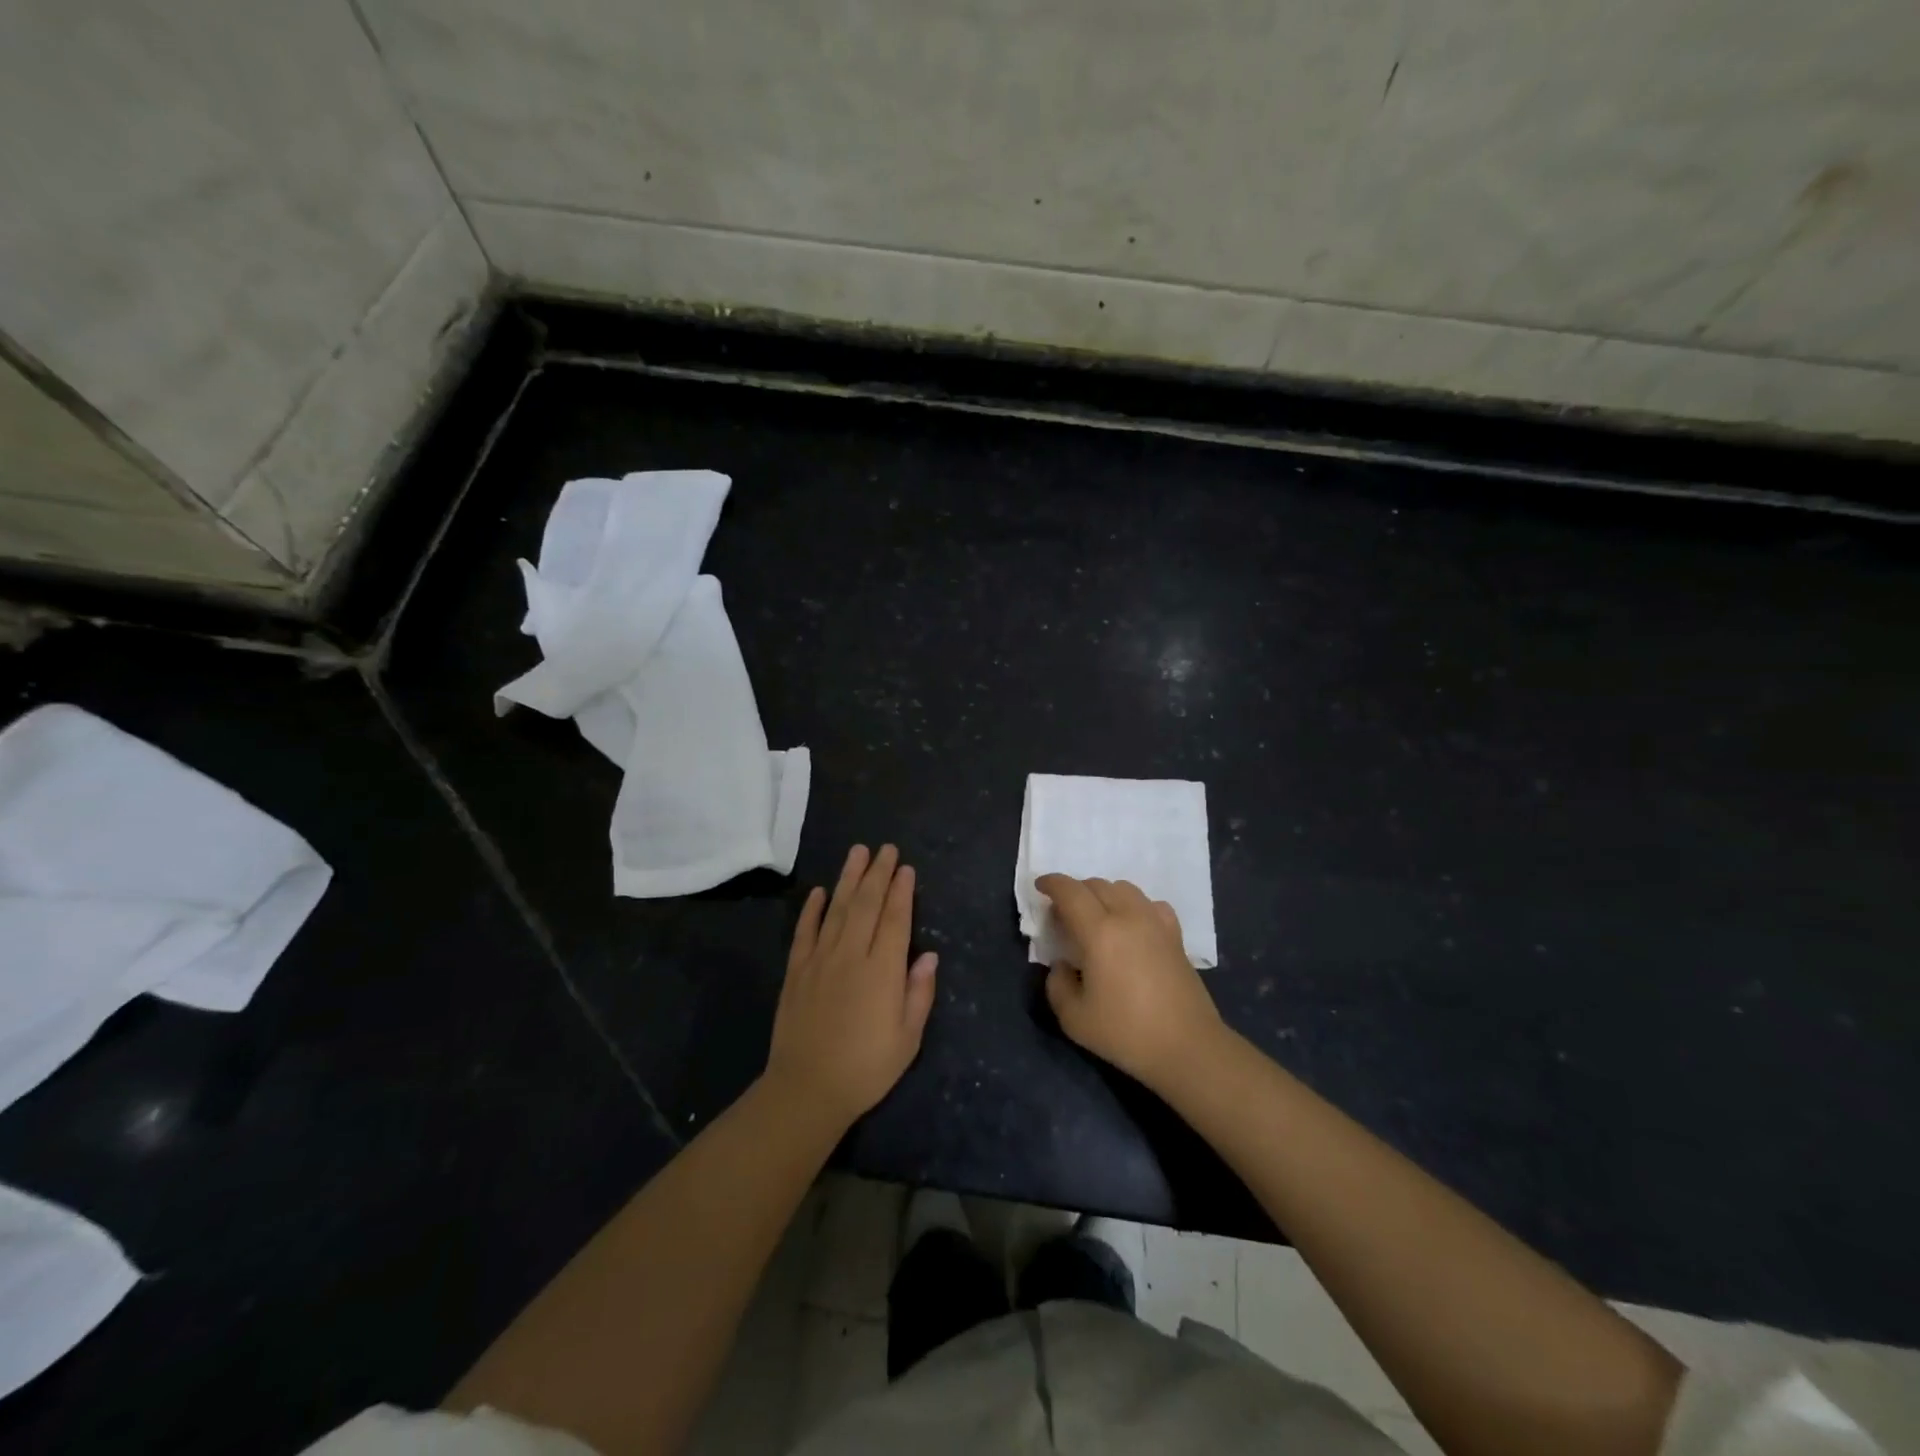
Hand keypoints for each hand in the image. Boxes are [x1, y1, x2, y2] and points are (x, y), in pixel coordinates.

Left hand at [765, 844, 938, 1126]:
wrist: (807, 1088)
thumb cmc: (867, 1067)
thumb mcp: (908, 1037)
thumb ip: (919, 993)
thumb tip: (929, 955)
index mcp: (883, 970)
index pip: (895, 919)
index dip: (902, 891)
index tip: (906, 868)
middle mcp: (852, 955)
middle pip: (866, 904)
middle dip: (878, 873)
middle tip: (886, 848)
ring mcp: (820, 960)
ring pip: (836, 909)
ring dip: (848, 878)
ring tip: (857, 852)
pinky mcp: (796, 971)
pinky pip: (805, 932)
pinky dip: (811, 909)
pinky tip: (818, 891)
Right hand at [1037, 874, 1227, 1092]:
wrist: (1187, 1047)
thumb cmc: (1126, 1033)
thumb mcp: (1074, 1019)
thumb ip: (1057, 985)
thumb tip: (1062, 965)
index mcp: (1100, 932)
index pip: (1071, 892)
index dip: (1052, 883)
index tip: (1040, 886)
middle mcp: (1128, 917)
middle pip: (1097, 884)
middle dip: (1075, 891)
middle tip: (1064, 913)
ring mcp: (1155, 923)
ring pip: (1124, 888)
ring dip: (1103, 893)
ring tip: (1096, 916)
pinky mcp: (1175, 935)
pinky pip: (1150, 904)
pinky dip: (1133, 905)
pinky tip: (1132, 924)